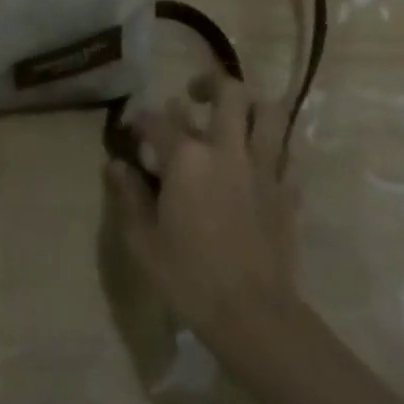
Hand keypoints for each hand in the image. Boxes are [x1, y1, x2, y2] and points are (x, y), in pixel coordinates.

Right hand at [106, 74, 303, 351]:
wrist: (257, 320)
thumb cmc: (190, 278)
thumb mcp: (143, 240)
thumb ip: (129, 195)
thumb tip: (116, 165)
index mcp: (186, 157)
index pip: (158, 119)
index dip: (141, 121)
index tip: (134, 132)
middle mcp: (227, 150)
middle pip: (229, 93)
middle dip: (210, 84)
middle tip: (195, 96)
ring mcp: (263, 170)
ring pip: (270, 114)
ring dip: (252, 107)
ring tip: (235, 118)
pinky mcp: (288, 195)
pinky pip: (286, 159)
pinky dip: (273, 154)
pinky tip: (257, 168)